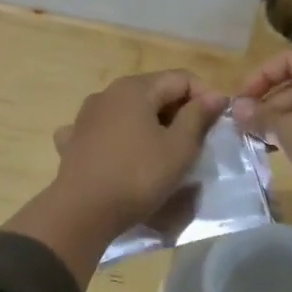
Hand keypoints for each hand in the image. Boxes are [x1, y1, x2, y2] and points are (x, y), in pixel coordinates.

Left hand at [7, 71, 228, 284]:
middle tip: (197, 141)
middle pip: (154, 92)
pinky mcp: (73, 141)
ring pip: (128, 112)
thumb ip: (198, 117)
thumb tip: (215, 95)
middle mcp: (107, 93)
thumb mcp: (179, 148)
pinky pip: (104, 131)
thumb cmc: (138, 176)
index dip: (205, 96)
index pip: (181, 78)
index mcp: (135, 88)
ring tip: (165, 152)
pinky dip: (120, 139)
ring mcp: (85, 116)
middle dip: (178, 112)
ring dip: (150, 125)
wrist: (82, 212)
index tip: (218, 124)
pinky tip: (123, 155)